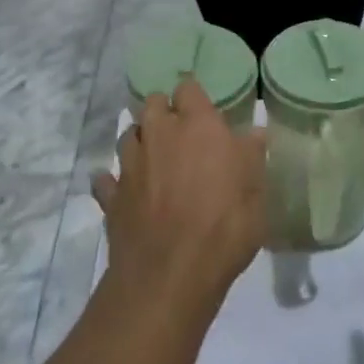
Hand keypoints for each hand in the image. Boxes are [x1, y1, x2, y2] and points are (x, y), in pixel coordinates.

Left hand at [96, 79, 266, 307]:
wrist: (170, 275)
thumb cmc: (224, 225)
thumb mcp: (256, 190)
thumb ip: (252, 155)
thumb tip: (254, 130)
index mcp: (197, 125)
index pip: (188, 88)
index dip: (194, 96)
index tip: (203, 108)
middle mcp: (159, 133)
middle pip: (152, 103)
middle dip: (163, 111)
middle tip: (180, 133)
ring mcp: (130, 164)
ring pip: (128, 135)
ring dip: (140, 140)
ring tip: (154, 157)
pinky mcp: (112, 196)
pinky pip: (107, 178)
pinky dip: (115, 180)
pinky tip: (124, 189)